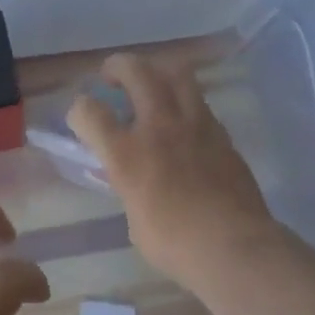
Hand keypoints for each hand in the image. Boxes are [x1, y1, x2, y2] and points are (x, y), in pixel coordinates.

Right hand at [68, 53, 277, 282]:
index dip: (79, 110)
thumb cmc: (177, 245)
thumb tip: (131, 179)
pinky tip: (182, 119)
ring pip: (175, 72)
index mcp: (127, 154)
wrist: (236, 248)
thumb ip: (129, 187)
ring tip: (151, 84)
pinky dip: (184, 101)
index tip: (81, 118)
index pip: (89, 112)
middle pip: (135, 70)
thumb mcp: (135, 221)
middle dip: (117, 66)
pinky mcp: (221, 132)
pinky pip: (199, 101)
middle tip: (112, 76)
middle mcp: (158, 126)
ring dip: (156, 71)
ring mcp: (194, 124)